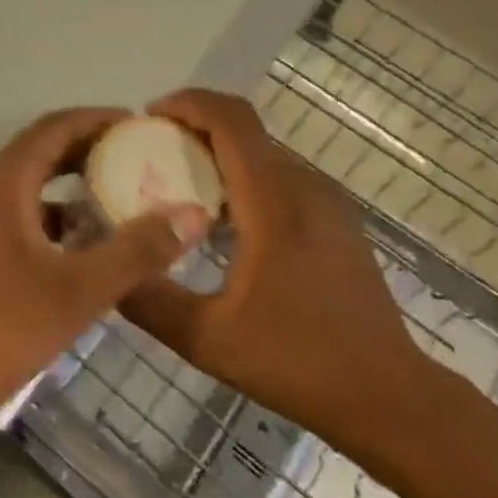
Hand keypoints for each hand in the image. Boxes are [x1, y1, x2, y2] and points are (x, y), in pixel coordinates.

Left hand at [0, 108, 211, 441]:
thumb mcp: (77, 292)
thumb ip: (136, 252)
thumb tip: (191, 215)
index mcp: (2, 182)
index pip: (55, 127)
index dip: (98, 120)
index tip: (139, 125)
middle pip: (38, 151)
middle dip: (87, 150)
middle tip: (135, 159)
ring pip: (23, 184)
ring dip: (66, 185)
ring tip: (112, 199)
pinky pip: (9, 212)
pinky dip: (45, 216)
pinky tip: (73, 247)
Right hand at [120, 89, 438, 473]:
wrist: (388, 394)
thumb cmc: (298, 362)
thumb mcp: (207, 338)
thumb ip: (149, 299)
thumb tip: (108, 269)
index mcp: (273, 202)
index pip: (231, 120)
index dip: (188, 103)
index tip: (148, 116)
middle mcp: (304, 186)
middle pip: (245, 129)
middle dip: (195, 127)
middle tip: (151, 153)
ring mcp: (327, 201)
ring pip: (263, 152)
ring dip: (219, 153)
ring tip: (179, 185)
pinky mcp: (337, 220)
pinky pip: (281, 177)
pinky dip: (244, 177)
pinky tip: (223, 223)